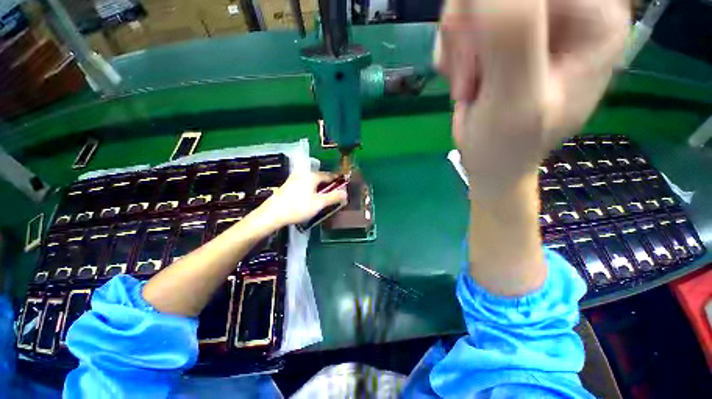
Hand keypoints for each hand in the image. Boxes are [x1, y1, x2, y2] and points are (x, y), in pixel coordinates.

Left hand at [254, 172, 347, 228]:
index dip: (337, 182)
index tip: (343, 188)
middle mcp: (303, 173)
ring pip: (312, 182)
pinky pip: (305, 184)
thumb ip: (333, 197)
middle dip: (329, 186)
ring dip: (320, 188)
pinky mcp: (288, 185)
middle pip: (321, 178)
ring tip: (324, 199)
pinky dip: (311, 190)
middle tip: (334, 196)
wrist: (272, 214)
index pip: (329, 175)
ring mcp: (294, 178)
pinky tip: (311, 199)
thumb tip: (346, 193)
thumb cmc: (298, 207)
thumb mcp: (319, 203)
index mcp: (312, 175)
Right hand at [436, 0, 628, 196]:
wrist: (491, 160)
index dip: (495, 11)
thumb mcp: (515, 100)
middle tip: (470, 76)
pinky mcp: (503, 31)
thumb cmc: (507, 145)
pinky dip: (453, 51)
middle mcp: (568, 8)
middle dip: (469, 29)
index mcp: (595, 20)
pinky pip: (463, 18)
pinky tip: (464, 79)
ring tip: (468, 85)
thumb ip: (511, 36)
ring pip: (474, 1)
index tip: (478, 51)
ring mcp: (533, 18)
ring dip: (458, 44)